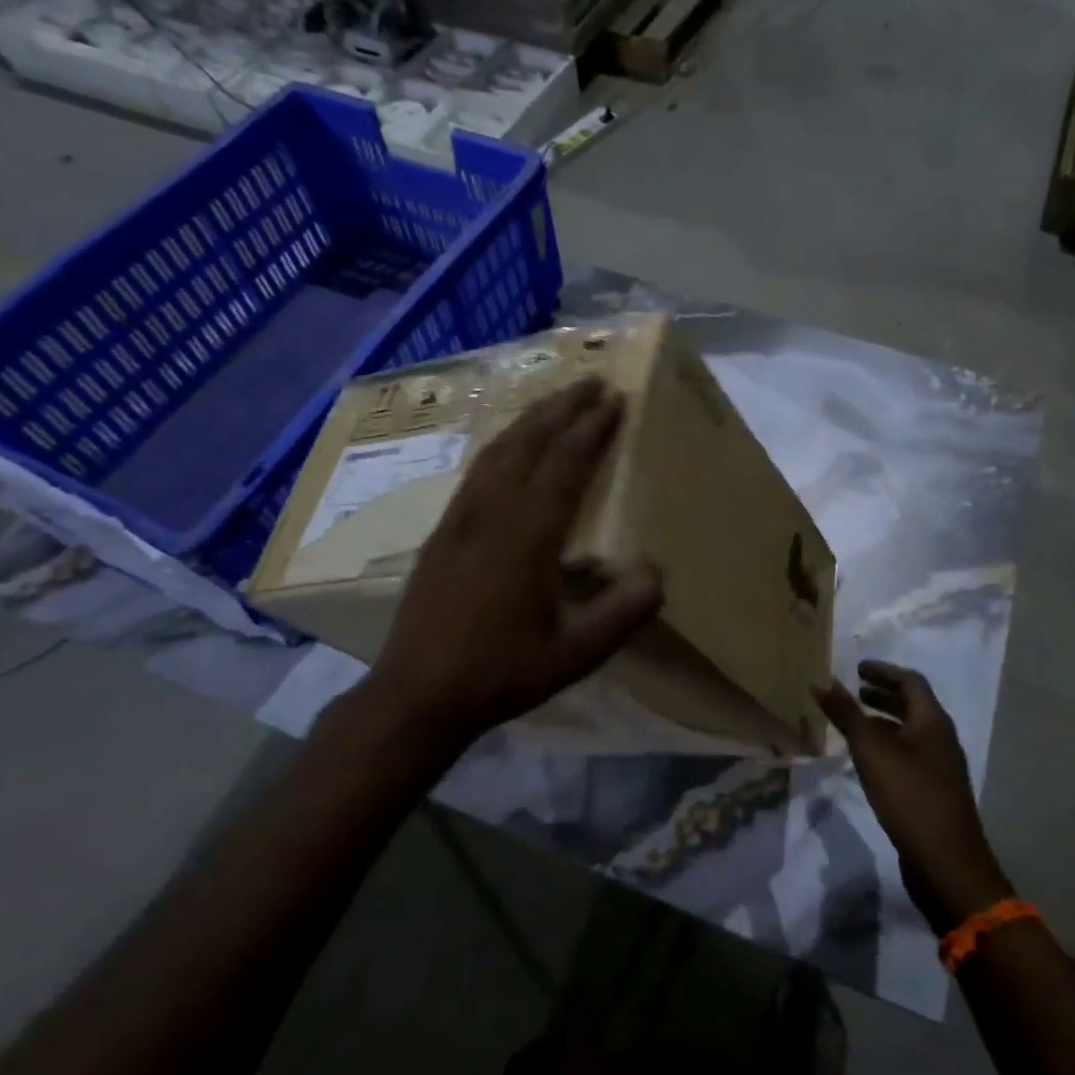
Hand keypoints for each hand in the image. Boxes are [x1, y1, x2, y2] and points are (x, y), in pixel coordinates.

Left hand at [336, 378, 662, 755]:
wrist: (417, 693)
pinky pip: (477, 469)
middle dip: (562, 407)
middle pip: (528, 442)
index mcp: (526, 536)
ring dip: (531, 419)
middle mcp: (491, 513)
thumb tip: (657, 572)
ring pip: (498, 450)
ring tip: (557, 400)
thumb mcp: (574, 655)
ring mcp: (460, 518)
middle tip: (591, 381)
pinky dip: (503, 444)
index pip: (565, 464)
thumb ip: (621, 613)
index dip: (592, 428)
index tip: (615, 399)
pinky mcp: (442, 530)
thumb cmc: (501, 673)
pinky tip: (511, 446)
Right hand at [814, 663, 1012, 933]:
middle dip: (882, 694)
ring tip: (854, 722)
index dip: (883, 671)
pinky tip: (866, 761)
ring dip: (883, 721)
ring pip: (909, 732)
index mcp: (932, 722)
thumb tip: (820, 679)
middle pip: (912, 705)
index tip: (857, 668)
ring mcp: (940, 768)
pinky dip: (887, 746)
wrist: (947, 864)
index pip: (910, 681)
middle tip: (853, 691)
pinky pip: (908, 755)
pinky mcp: (933, 792)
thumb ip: (846, 714)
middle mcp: (941, 739)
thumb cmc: (910, 797)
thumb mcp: (871, 751)